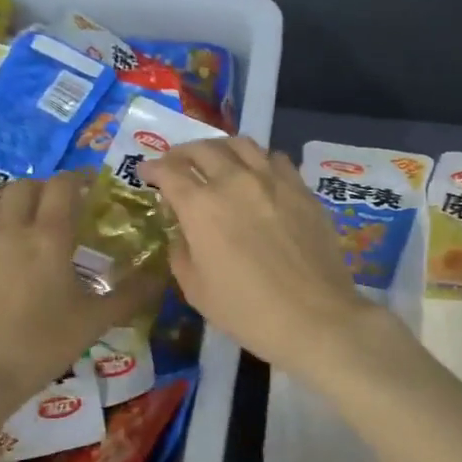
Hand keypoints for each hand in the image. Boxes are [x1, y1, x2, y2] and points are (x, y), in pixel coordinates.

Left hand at [0, 172, 161, 409]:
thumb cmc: (42, 345)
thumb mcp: (95, 322)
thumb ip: (130, 295)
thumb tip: (161, 276)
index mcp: (48, 238)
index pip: (63, 186)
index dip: (80, 178)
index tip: (94, 185)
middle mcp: (12, 231)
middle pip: (25, 186)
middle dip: (47, 187)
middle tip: (65, 206)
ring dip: (19, 200)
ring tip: (35, 221)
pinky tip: (11, 253)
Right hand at [143, 137, 383, 376]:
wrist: (314, 317)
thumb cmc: (247, 311)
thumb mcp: (197, 290)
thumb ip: (182, 253)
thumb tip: (185, 233)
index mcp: (201, 206)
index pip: (169, 172)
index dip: (153, 169)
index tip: (146, 173)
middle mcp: (235, 181)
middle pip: (203, 149)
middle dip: (182, 152)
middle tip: (176, 163)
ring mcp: (273, 180)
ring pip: (241, 144)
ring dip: (220, 148)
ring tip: (215, 159)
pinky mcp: (302, 189)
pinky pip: (274, 158)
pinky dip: (257, 159)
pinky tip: (256, 173)